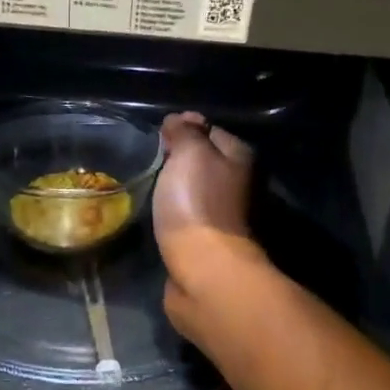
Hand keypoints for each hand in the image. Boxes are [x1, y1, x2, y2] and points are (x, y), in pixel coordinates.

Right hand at [154, 112, 262, 331]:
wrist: (203, 270)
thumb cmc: (197, 204)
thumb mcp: (190, 154)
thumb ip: (186, 131)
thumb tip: (181, 119)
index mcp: (241, 158)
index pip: (210, 131)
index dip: (184, 130)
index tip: (157, 137)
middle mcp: (240, 184)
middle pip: (204, 163)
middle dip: (178, 161)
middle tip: (148, 162)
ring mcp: (225, 216)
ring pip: (196, 192)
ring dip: (175, 190)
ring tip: (148, 188)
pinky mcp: (209, 243)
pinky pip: (188, 217)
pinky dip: (174, 215)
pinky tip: (157, 216)